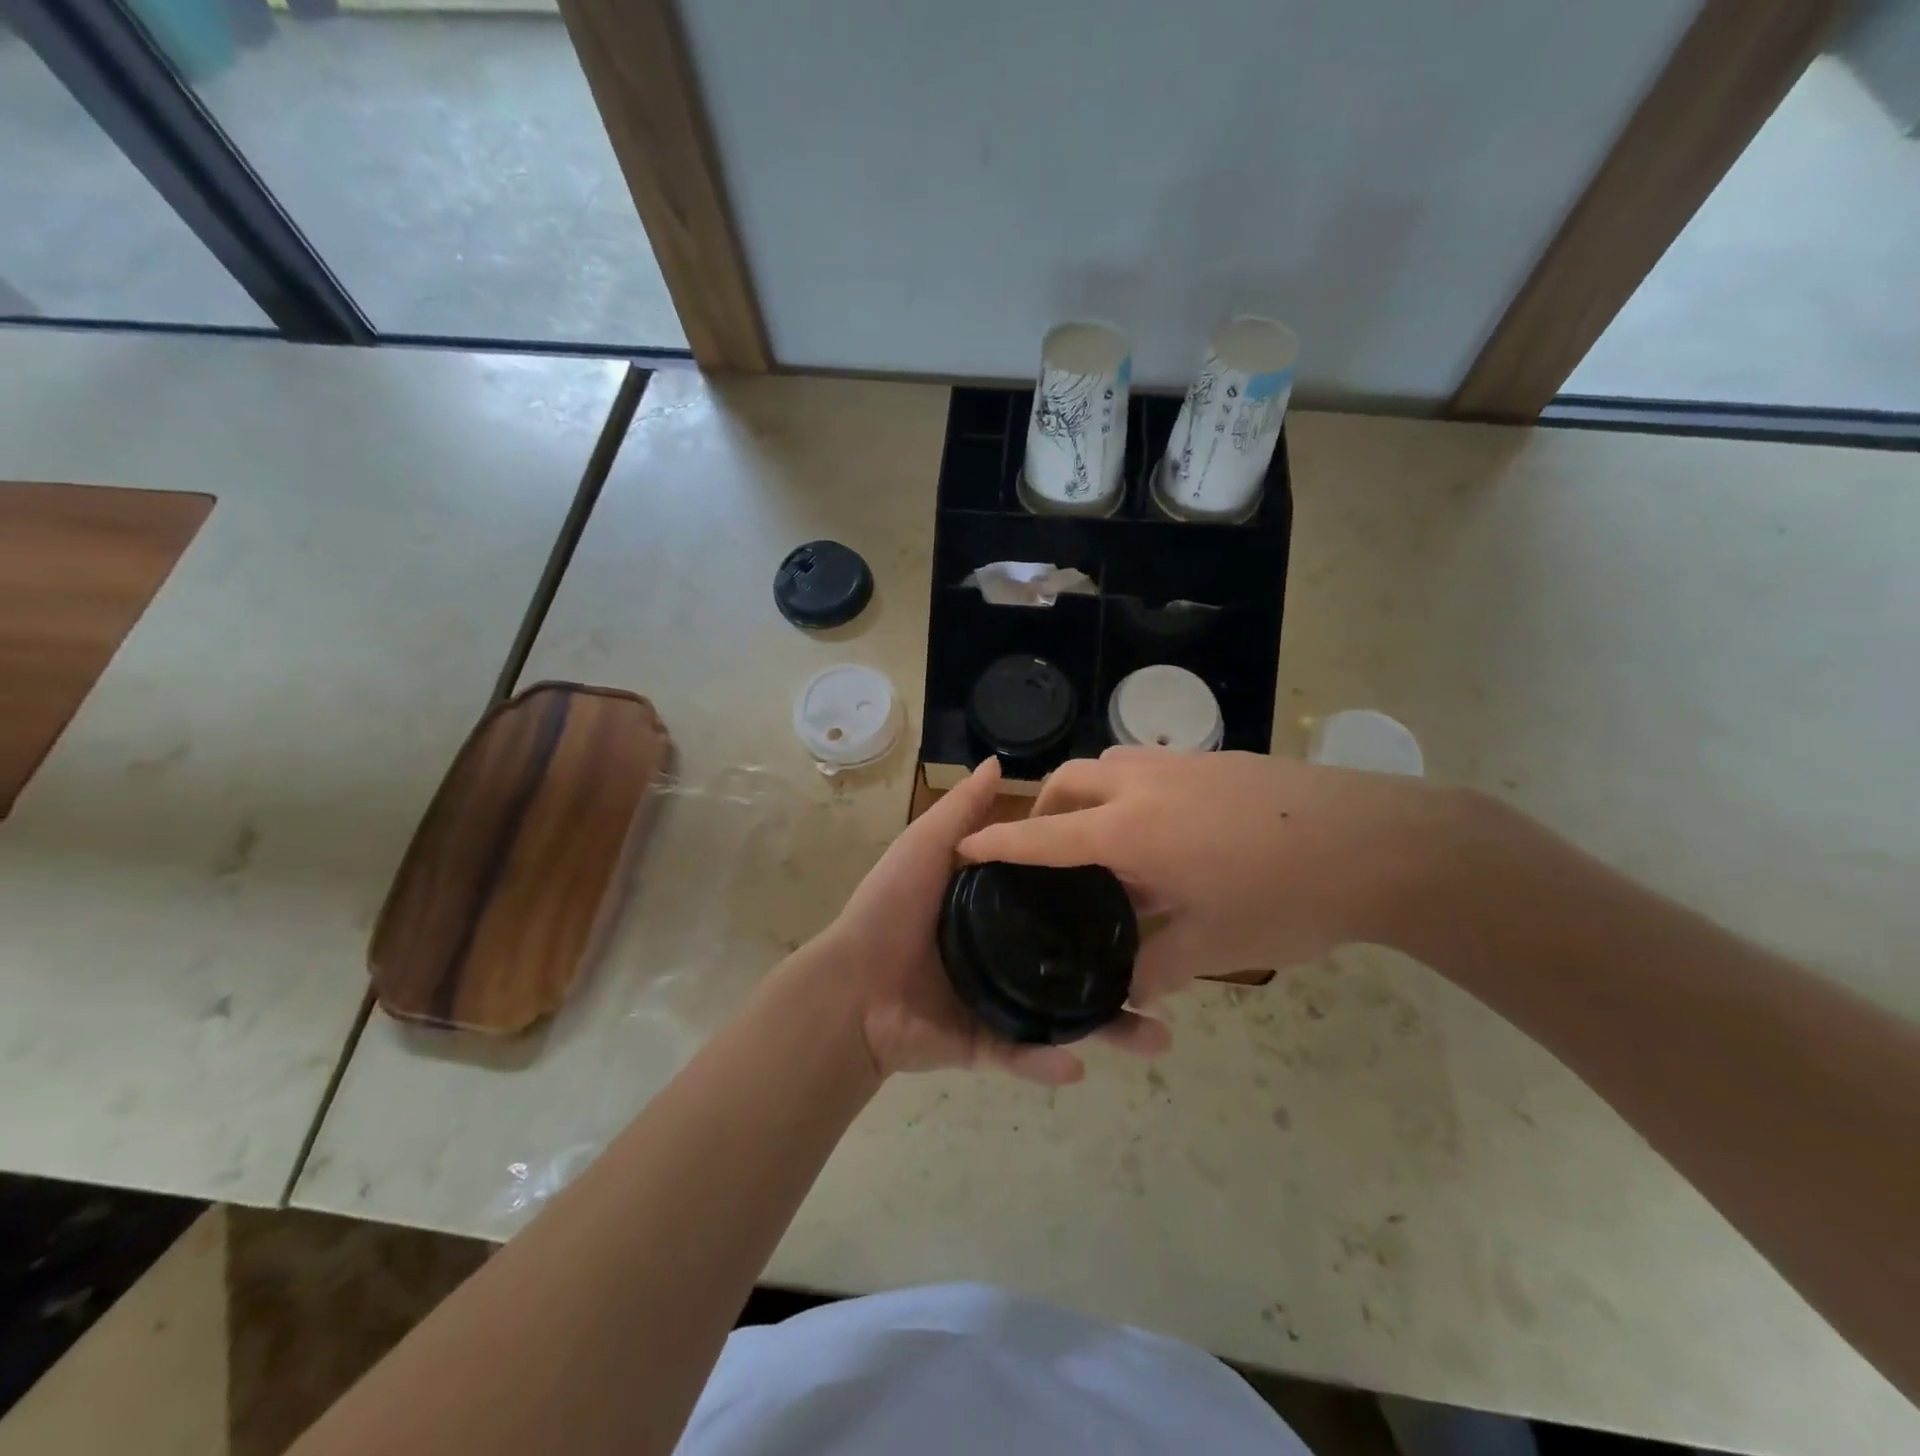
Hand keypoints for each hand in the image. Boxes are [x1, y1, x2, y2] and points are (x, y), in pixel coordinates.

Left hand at [821, 757, 1170, 1086]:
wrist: (848, 988)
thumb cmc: (889, 908)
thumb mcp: (927, 847)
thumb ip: (963, 811)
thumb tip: (999, 763)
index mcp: (996, 909)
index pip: (1059, 900)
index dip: (1099, 899)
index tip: (1147, 898)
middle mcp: (1005, 953)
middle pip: (1073, 963)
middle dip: (1121, 976)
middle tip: (1166, 987)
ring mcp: (998, 1000)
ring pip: (1063, 1015)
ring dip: (1107, 1030)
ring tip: (1154, 1040)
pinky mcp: (983, 1044)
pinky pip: (1023, 1055)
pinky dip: (1047, 1063)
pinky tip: (1076, 1065)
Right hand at [959, 748, 1452, 1000]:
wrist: (1380, 842)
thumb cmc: (1286, 897)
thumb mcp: (1213, 947)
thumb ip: (1153, 968)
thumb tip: (1122, 993)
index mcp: (1131, 830)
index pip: (1044, 835)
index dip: (998, 841)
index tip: (962, 845)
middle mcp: (1145, 784)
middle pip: (1070, 778)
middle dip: (1044, 807)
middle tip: (1046, 848)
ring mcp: (1183, 765)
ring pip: (1109, 764)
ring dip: (1090, 793)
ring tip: (1105, 840)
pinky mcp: (1218, 761)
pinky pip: (1149, 766)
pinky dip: (1131, 790)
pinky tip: (1166, 831)